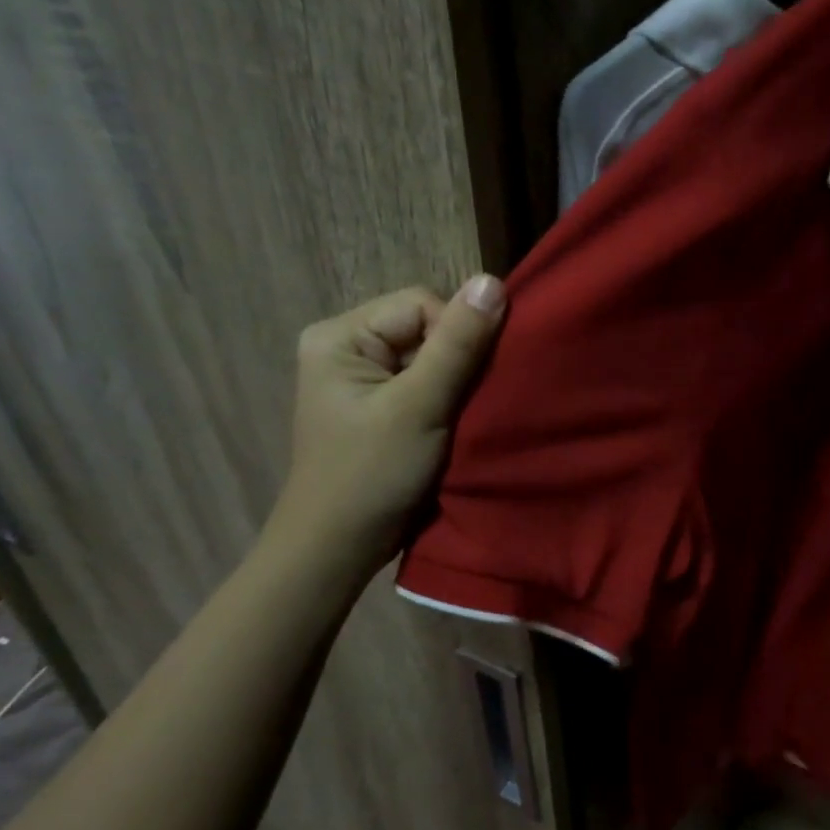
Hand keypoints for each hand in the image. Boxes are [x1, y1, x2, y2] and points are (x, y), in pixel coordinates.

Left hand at [269, 276, 505, 567]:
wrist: (338, 549)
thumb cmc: (372, 475)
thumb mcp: (419, 406)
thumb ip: (457, 344)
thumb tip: (492, 280)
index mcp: (340, 335)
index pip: (420, 304)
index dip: (456, 335)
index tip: (469, 383)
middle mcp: (346, 347)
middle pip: (425, 328)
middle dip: (455, 362)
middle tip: (467, 404)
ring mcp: (361, 379)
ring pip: (429, 358)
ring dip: (454, 384)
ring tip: (461, 418)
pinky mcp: (377, 406)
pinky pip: (423, 384)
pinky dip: (445, 401)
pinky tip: (452, 425)